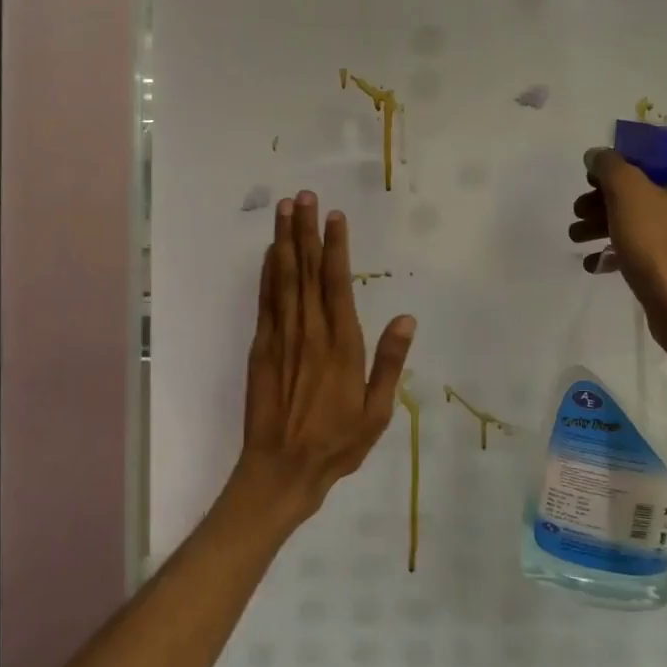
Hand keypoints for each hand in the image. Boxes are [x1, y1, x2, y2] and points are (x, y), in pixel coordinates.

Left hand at [230, 192, 415, 526]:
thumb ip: (390, 362)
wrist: (281, 470)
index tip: (335, 216)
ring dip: (284, 242)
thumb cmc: (337, 444)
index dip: (336, 248)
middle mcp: (310, 333)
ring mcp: (281, 339)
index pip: (338, 285)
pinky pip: (265, 303)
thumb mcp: (377, 412)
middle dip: (305, 231)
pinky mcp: (261, 349)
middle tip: (302, 196)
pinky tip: (270, 253)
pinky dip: (267, 275)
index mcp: (342, 346)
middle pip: (306, 272)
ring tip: (284, 210)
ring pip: (283, 280)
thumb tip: (406, 318)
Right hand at [569, 149, 666, 347]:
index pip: (654, 154)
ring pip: (646, 216)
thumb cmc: (660, 244)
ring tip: (577, 238)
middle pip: (646, 186)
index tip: (590, 180)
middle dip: (605, 199)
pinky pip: (654, 243)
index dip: (616, 163)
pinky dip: (624, 247)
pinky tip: (595, 262)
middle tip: (578, 212)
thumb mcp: (627, 194)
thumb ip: (609, 165)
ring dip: (607, 223)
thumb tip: (597, 155)